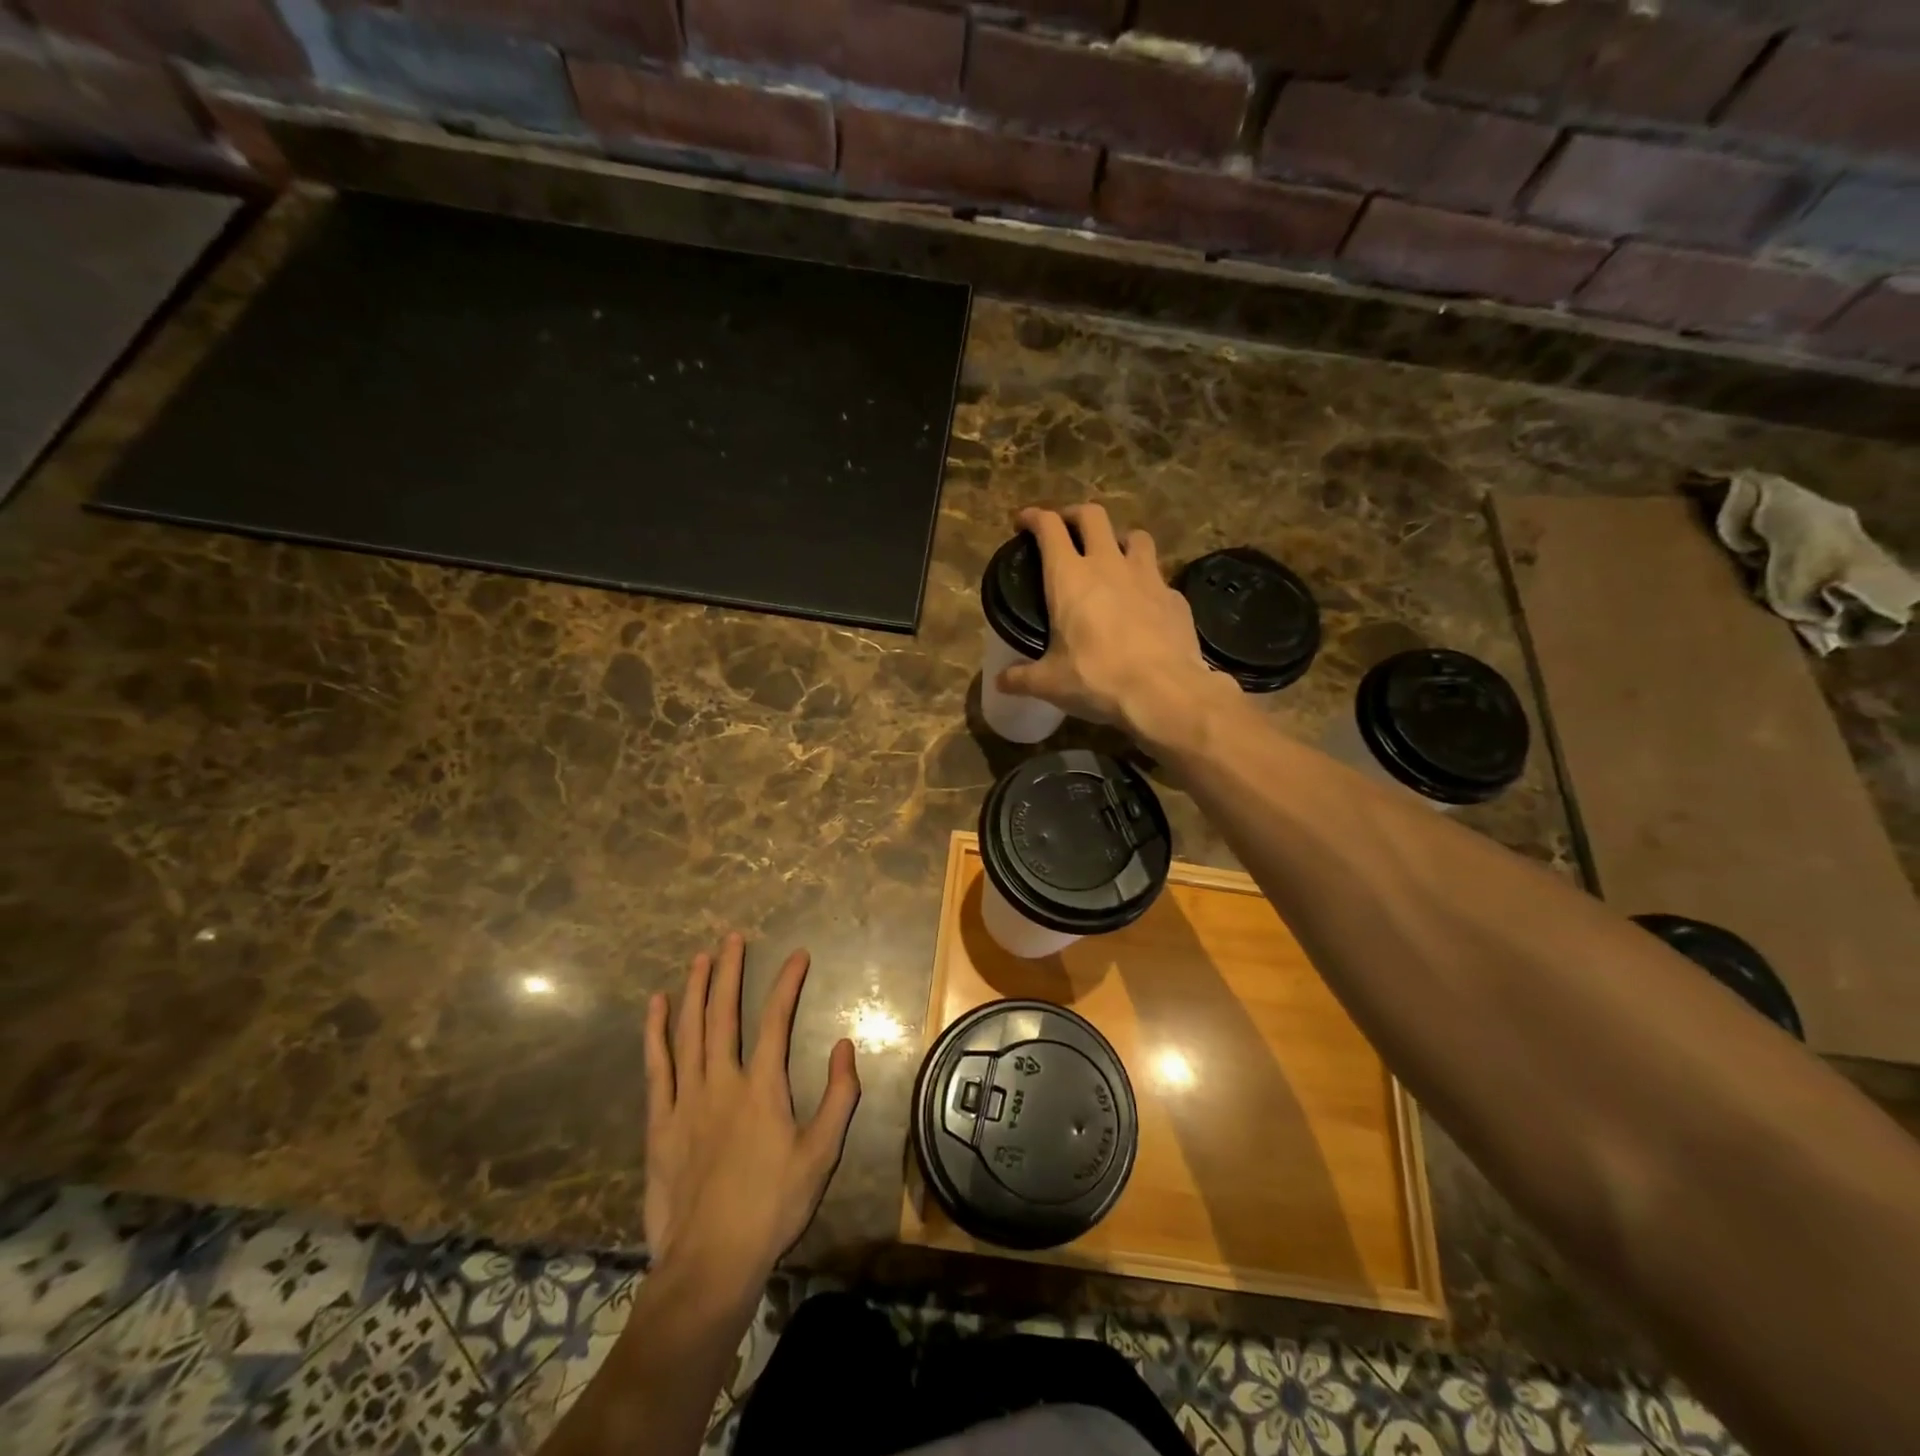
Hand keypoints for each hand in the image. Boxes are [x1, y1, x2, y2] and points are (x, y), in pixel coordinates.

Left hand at [643, 932, 858, 1290]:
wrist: (710, 1262)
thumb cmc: (772, 1207)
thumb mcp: (822, 1155)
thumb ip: (839, 1096)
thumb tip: (846, 1045)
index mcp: (763, 1088)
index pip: (776, 1020)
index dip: (787, 983)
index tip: (798, 955)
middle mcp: (722, 1082)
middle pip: (723, 1014)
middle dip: (729, 971)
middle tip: (731, 938)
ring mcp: (686, 1100)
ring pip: (689, 1031)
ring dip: (695, 990)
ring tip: (700, 957)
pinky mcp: (660, 1122)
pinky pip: (657, 1066)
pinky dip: (655, 1032)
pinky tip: (656, 1006)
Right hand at [998, 503, 1232, 748]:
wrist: (1164, 692)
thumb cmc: (1097, 679)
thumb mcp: (1049, 683)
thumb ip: (1021, 678)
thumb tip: (1000, 682)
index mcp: (1070, 578)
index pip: (1049, 528)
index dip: (1034, 518)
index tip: (1024, 522)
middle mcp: (1109, 565)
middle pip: (1093, 516)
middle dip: (1075, 515)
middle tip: (1066, 528)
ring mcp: (1148, 577)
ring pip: (1135, 536)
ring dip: (1119, 539)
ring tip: (1112, 557)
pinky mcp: (1175, 597)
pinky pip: (1159, 578)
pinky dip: (1147, 583)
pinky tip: (1143, 604)